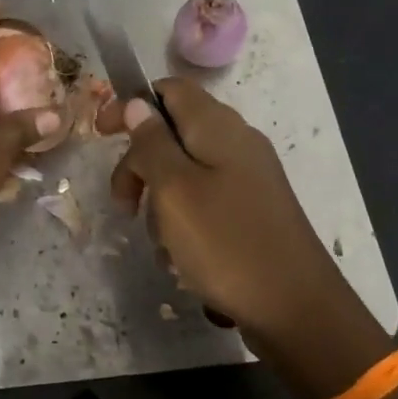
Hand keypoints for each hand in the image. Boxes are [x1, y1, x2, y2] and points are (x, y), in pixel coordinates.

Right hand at [100, 78, 390, 398]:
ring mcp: (248, 178)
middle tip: (123, 204)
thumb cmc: (225, 242)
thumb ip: (152, 142)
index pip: (169, 89)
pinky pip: (205, 202)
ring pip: (184, 173)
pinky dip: (184, 222)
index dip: (131, 105)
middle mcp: (236, 143)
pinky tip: (182, 258)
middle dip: (140, 165)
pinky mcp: (252, 210)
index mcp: (218, 127)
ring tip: (161, 242)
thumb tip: (138, 104)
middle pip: (173, 133)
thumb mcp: (174, 189)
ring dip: (161, 202)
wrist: (295, 309)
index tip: (101, 135)